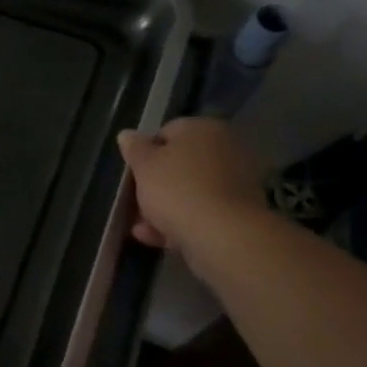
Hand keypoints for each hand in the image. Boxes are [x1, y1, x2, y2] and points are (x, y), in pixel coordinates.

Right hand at [117, 117, 264, 267]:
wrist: (222, 234)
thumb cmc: (177, 189)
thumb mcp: (144, 165)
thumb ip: (134, 148)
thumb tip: (127, 134)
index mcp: (203, 129)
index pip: (166, 132)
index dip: (144, 153)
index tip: (132, 174)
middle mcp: (225, 149)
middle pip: (179, 164)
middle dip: (154, 184)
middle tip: (134, 202)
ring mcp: (236, 181)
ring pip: (189, 191)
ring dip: (163, 207)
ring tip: (142, 227)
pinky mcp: (239, 211)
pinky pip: (202, 211)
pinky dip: (181, 222)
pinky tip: (159, 237)